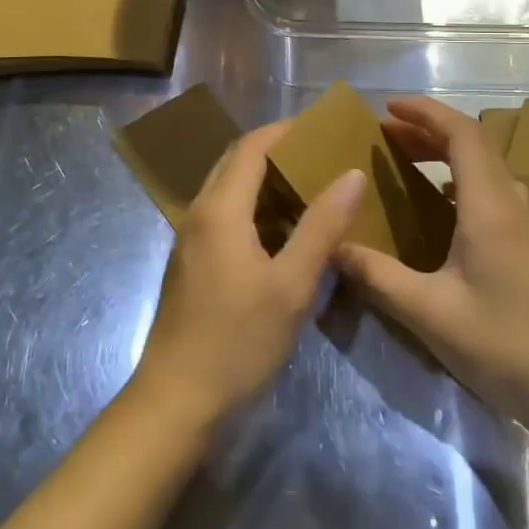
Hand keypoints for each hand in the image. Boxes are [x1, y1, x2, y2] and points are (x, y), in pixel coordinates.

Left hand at [135, 121, 365, 425]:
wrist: (176, 401)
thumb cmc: (237, 341)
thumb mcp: (291, 285)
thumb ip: (322, 226)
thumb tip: (352, 174)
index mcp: (220, 208)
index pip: (251, 146)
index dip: (285, 130)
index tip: (322, 128)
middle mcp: (199, 212)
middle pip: (235, 161)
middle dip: (276, 150)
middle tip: (321, 155)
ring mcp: (190, 238)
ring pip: (228, 188)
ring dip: (264, 179)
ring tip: (310, 185)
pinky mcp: (191, 261)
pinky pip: (223, 214)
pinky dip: (253, 206)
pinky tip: (283, 229)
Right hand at [334, 97, 528, 423]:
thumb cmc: (501, 342)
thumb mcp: (428, 312)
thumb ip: (377, 275)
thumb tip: (333, 247)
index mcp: (489, 206)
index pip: (461, 133)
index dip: (425, 112)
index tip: (386, 108)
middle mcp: (510, 203)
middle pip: (473, 144)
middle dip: (426, 129)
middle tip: (384, 134)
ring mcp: (525, 223)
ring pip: (484, 166)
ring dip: (444, 152)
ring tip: (406, 160)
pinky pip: (491, 188)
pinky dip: (459, 177)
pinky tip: (439, 205)